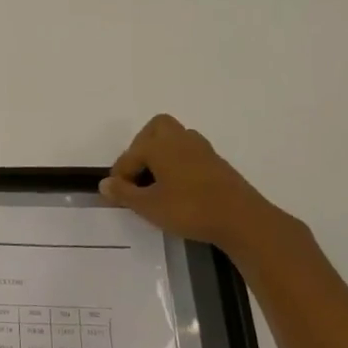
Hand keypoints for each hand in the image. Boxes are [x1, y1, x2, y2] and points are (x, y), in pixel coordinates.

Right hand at [99, 114, 307, 257]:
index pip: (130, 155)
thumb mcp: (149, 206)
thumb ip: (124, 193)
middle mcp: (180, 140)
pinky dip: (180, 163)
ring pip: (177, 138)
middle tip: (139, 173)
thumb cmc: (190, 209)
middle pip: (157, 128)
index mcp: (159, 145)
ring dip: (163, 153)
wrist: (242, 220)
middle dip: (143, 145)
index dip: (120, 175)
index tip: (116, 195)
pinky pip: (191, 153)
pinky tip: (179, 187)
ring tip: (157, 180)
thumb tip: (105, 183)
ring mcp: (202, 150)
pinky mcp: (218, 164)